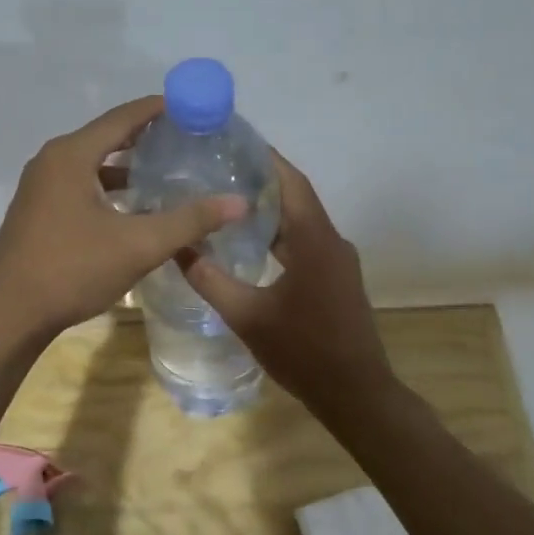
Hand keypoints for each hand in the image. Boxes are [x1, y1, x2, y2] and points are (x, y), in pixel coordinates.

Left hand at [0, 97, 246, 340]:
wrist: (8, 315)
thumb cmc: (71, 270)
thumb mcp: (138, 245)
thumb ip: (189, 221)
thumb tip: (239, 203)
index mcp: (71, 155)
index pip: (122, 117)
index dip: (158, 109)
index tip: (193, 106)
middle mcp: (52, 161)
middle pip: (106, 137)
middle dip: (146, 136)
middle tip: (188, 139)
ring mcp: (40, 187)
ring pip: (92, 164)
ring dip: (127, 166)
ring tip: (167, 172)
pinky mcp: (38, 211)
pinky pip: (80, 185)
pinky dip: (109, 188)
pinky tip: (133, 208)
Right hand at [178, 150, 392, 417]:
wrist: (356, 394)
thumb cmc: (303, 351)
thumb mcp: (246, 316)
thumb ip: (210, 279)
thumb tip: (177, 247)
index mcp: (314, 240)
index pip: (290, 182)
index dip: (264, 157)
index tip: (232, 140)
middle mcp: (331, 241)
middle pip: (294, 196)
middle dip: (259, 179)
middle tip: (217, 168)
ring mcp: (337, 260)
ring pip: (300, 221)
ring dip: (269, 208)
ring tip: (226, 198)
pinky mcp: (336, 278)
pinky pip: (305, 241)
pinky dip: (278, 233)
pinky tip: (250, 242)